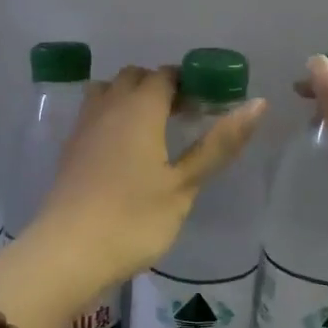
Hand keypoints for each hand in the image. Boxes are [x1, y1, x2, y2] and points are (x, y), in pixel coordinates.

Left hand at [28, 65, 265, 298]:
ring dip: (130, 99)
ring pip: (107, 92)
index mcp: (140, 108)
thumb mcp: (184, 184)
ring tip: (152, 132)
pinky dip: (111, 119)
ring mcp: (83, 127)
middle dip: (159, 88)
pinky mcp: (69, 150)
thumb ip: (219, 143)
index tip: (206, 106)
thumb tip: (258, 103)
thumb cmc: (134, 218)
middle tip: (183, 118)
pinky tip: (123, 153)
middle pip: (134, 78)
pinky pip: (93, 116)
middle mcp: (108, 107)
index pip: (165, 75)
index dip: (188, 83)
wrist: (68, 252)